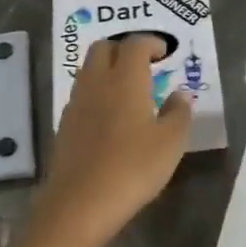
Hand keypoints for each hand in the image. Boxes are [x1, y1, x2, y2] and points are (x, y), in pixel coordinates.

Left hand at [34, 35, 193, 246]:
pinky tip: (112, 117)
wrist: (80, 203)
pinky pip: (82, 94)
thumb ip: (179, 113)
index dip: (151, 43)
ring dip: (108, 69)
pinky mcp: (64, 125)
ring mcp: (76, 103)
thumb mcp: (171, 143)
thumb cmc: (133, 168)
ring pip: (89, 70)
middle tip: (145, 65)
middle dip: (124, 49)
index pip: (134, 44)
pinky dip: (98, 93)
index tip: (165, 53)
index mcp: (125, 79)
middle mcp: (96, 82)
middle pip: (104, 48)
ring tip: (130, 90)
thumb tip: (180, 94)